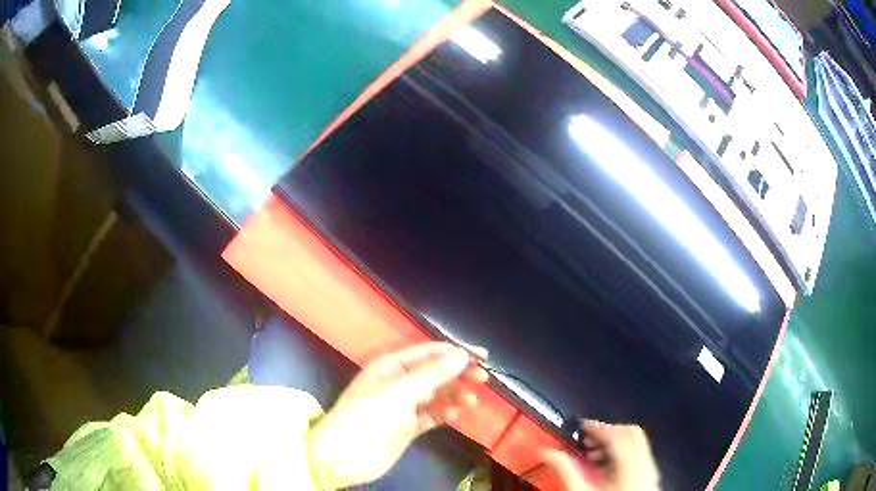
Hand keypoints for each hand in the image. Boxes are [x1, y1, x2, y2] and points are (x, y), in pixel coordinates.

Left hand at [305, 342, 488, 488]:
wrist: (345, 455)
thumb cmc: (368, 416)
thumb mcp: (398, 393)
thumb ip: (430, 375)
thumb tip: (460, 358)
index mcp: (390, 367)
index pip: (428, 352)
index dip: (454, 352)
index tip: (481, 355)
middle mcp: (398, 383)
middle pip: (434, 373)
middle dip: (458, 374)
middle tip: (483, 378)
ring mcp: (403, 406)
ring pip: (436, 395)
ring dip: (454, 395)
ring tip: (472, 400)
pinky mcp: (407, 426)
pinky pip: (431, 415)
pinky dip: (444, 414)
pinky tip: (455, 415)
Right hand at [541, 420, 659, 490]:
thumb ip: (566, 471)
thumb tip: (549, 453)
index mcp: (631, 465)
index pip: (616, 434)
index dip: (597, 426)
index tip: (581, 426)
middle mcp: (645, 465)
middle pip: (631, 433)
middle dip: (607, 432)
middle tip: (587, 436)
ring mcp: (649, 472)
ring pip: (636, 445)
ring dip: (614, 444)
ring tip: (592, 454)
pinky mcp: (647, 480)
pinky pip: (638, 458)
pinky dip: (622, 456)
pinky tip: (605, 469)